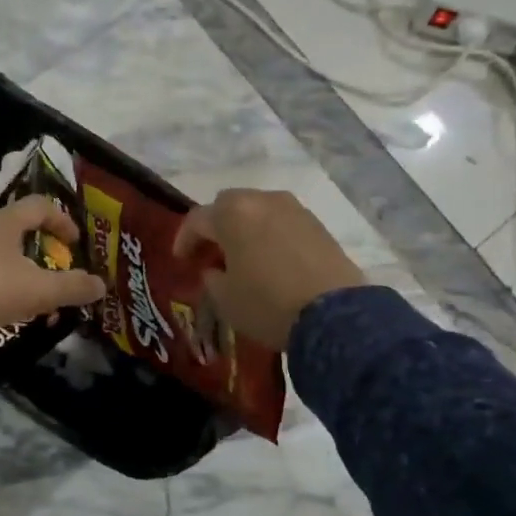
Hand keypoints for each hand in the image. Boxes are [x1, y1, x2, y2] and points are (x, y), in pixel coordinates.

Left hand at [0, 195, 107, 331]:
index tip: (74, 242)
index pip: (40, 207)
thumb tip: (101, 285)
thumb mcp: (36, 291)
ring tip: (8, 293)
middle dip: (28, 248)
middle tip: (41, 273)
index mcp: (4, 222)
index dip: (61, 221)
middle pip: (8, 226)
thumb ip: (70, 288)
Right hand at [173, 189, 365, 350]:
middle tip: (211, 252)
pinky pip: (283, 222)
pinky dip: (270, 234)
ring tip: (243, 255)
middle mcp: (262, 200)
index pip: (197, 219)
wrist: (334, 315)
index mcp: (232, 213)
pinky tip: (271, 259)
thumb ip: (212, 278)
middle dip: (216, 225)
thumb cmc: (267, 304)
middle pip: (229, 204)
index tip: (181, 259)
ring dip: (245, 228)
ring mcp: (294, 209)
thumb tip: (216, 269)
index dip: (184, 239)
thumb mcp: (225, 299)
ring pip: (258, 210)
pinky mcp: (318, 224)